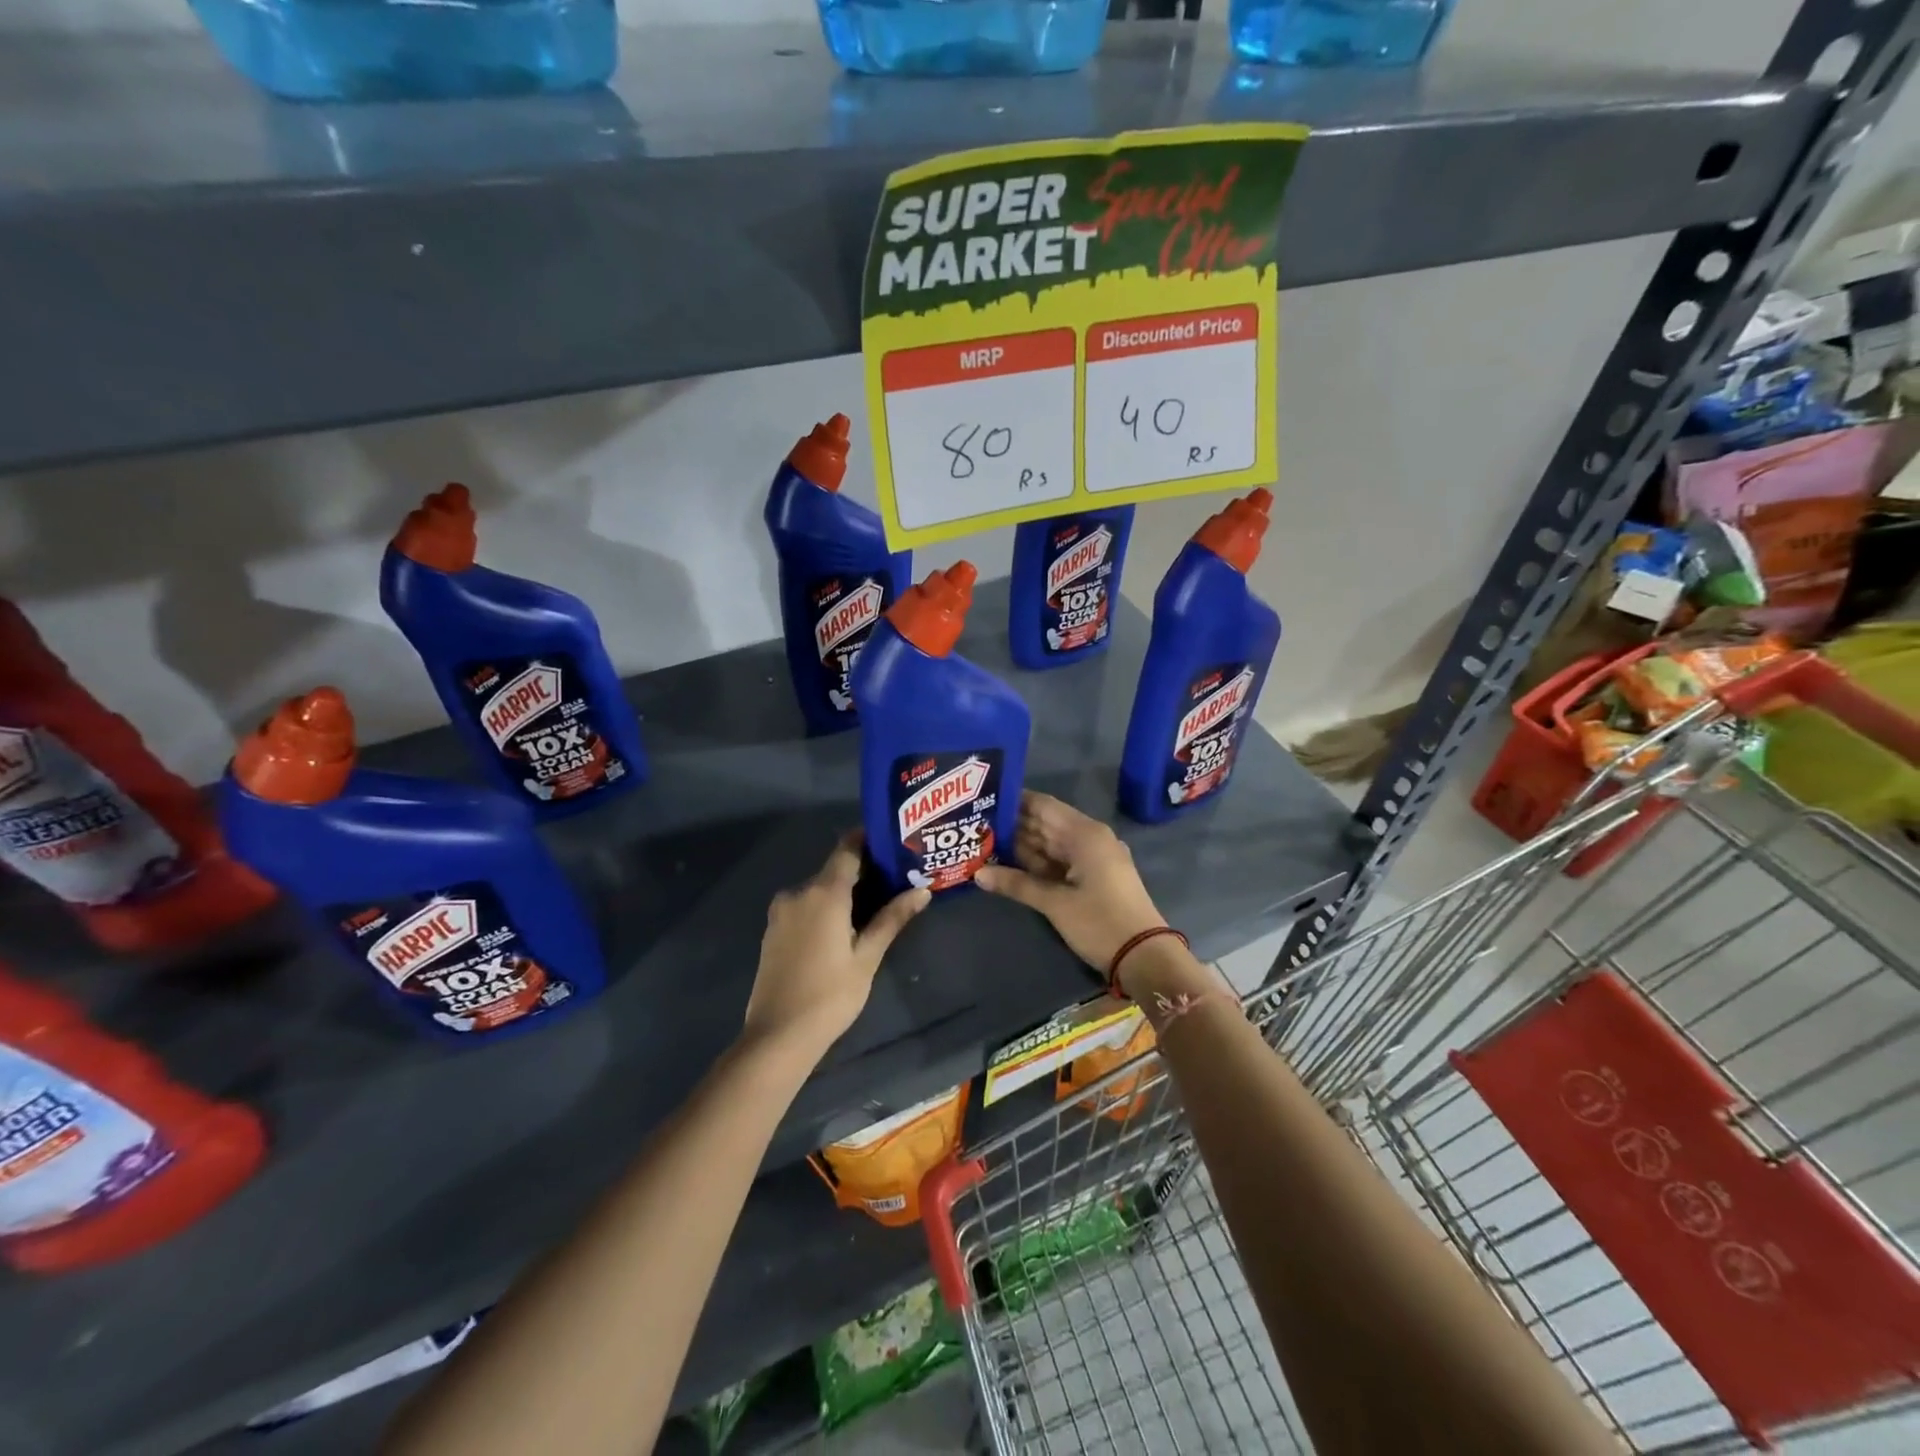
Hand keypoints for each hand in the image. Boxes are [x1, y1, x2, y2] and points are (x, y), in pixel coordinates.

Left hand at [743, 832, 929, 1059]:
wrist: (777, 1037)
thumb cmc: (830, 995)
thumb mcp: (867, 957)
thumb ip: (892, 918)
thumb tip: (922, 891)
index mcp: (823, 892)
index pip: (847, 848)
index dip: (868, 839)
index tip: (892, 841)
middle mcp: (798, 892)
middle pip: (834, 869)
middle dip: (862, 871)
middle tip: (894, 880)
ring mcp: (781, 912)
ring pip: (818, 890)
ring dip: (842, 892)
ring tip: (873, 906)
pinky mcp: (772, 930)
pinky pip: (804, 907)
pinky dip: (824, 908)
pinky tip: (841, 928)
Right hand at [976, 792, 1164, 971]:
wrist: (1145, 957)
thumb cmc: (1100, 922)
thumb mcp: (1055, 903)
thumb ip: (1016, 884)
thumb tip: (978, 873)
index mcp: (1084, 833)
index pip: (1043, 805)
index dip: (1014, 802)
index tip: (983, 801)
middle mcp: (1090, 838)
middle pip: (1046, 823)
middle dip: (1013, 826)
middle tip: (976, 825)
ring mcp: (1094, 858)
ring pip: (1051, 844)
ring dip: (1022, 846)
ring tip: (984, 843)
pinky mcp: (1095, 876)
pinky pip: (1061, 861)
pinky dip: (1038, 863)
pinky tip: (1010, 866)